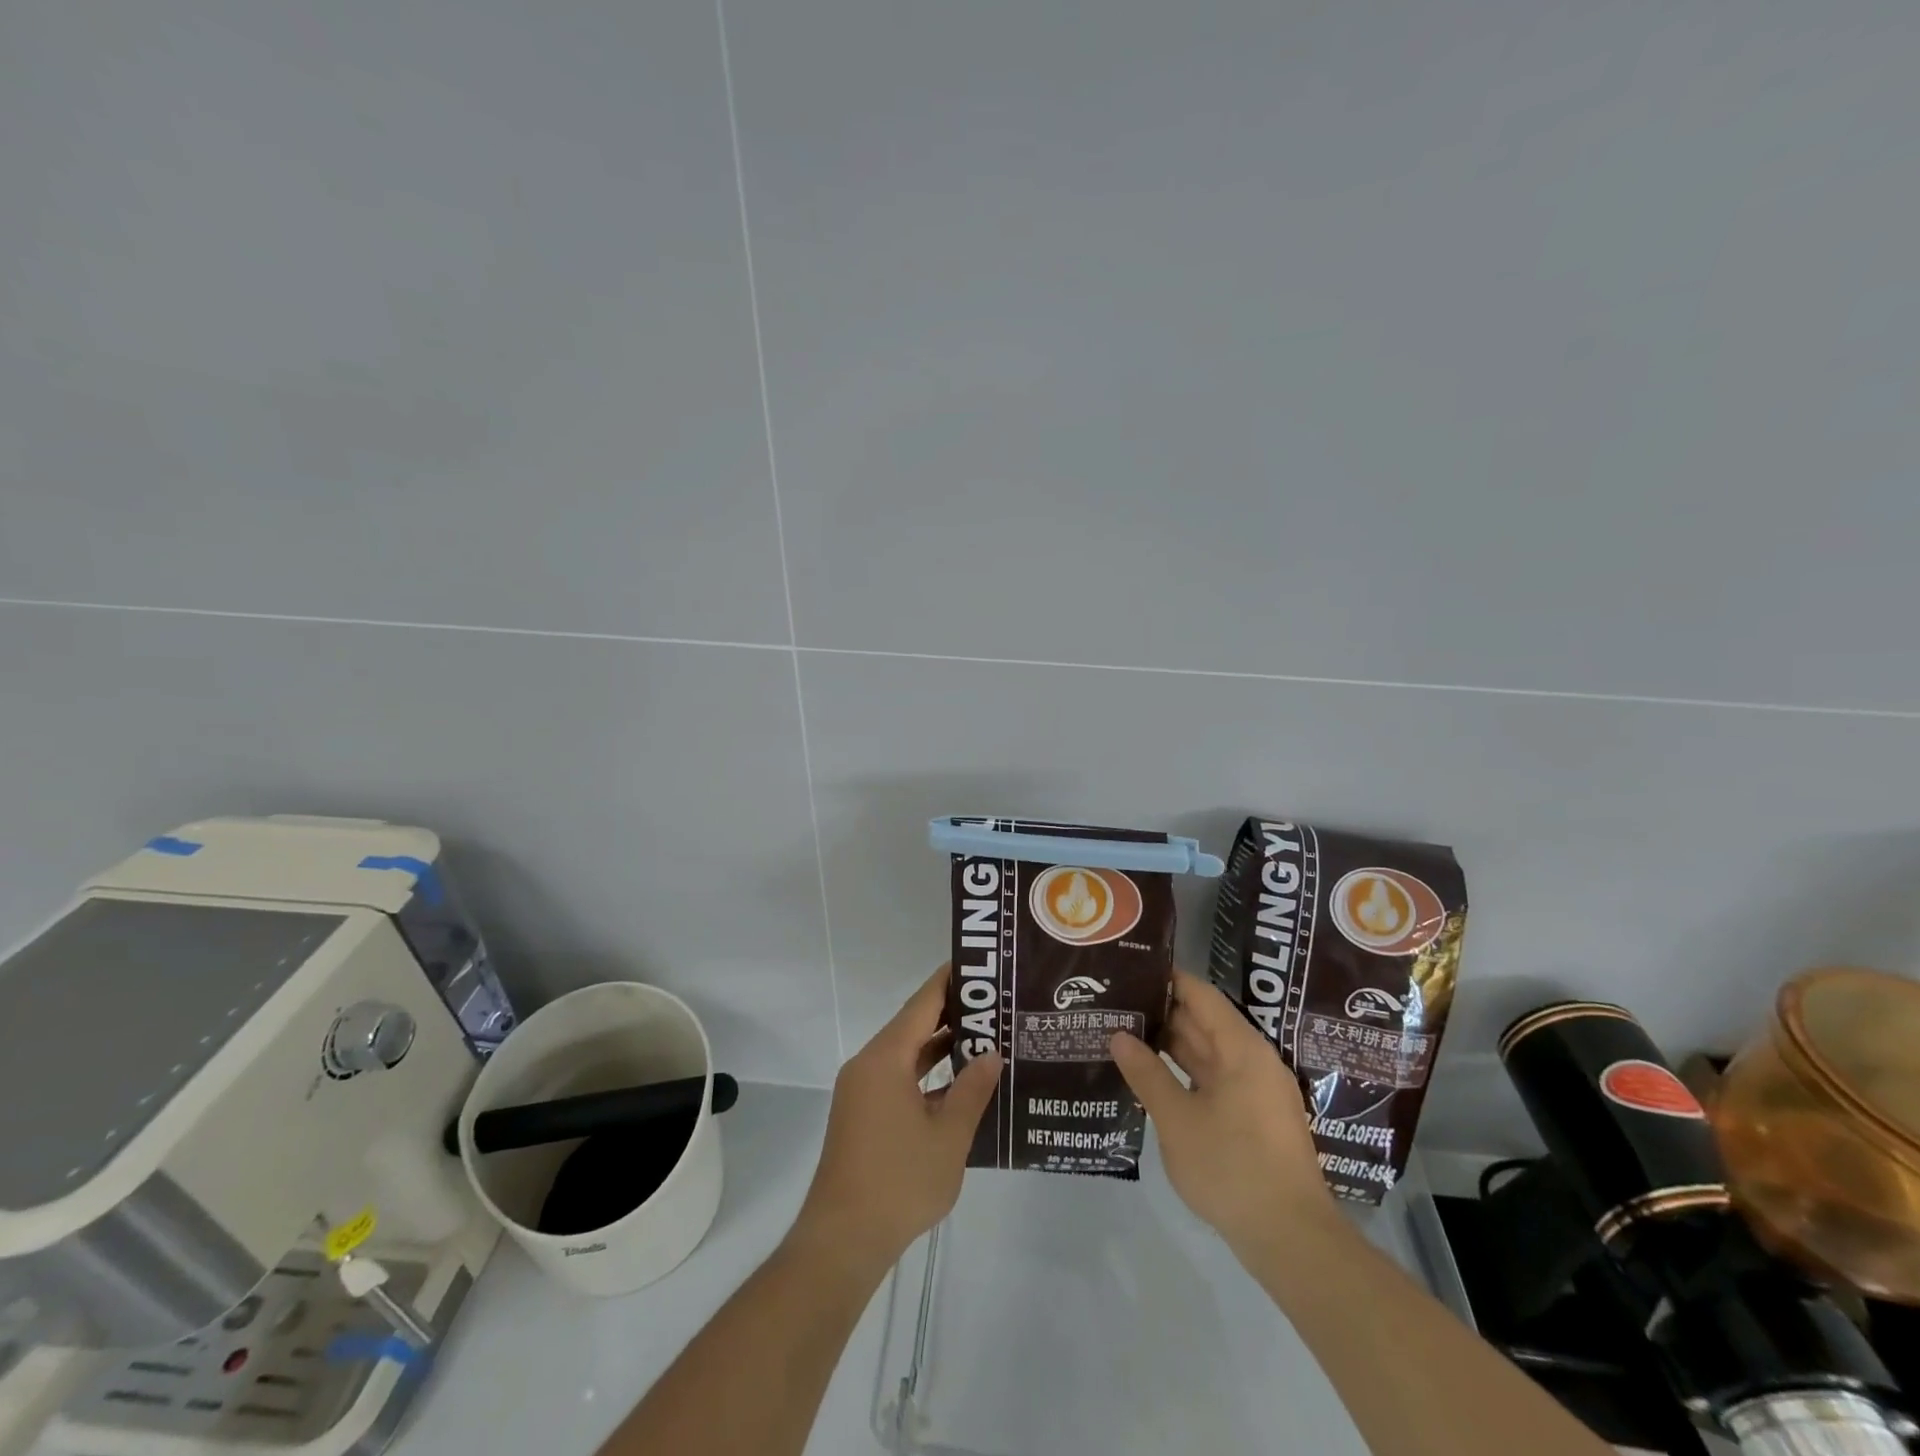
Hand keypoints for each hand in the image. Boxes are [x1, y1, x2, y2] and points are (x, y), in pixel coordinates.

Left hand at [790, 964, 1001, 1278]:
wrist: (842, 1241)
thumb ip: (973, 1089)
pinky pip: (897, 1077)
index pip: (922, 1003)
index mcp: (885, 1058)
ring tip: (985, 1036)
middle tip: (994, 1004)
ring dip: (940, 1045)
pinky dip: (925, 1073)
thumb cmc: (899, 1182)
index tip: (979, 967)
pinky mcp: (862, 1114)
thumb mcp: (949, 1136)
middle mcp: (868, 1064)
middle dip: (952, 1013)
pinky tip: (958, 1082)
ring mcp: (862, 1090)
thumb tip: (992, 1053)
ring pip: (905, 1053)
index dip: (950, 981)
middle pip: (913, 1024)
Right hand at [1111, 971, 1340, 1259]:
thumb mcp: (1177, 1119)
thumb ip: (1147, 1073)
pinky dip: (1184, 1073)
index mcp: (1241, 1049)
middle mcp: (1253, 1061)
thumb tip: (1119, 1036)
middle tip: (1116, 1004)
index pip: (1200, 995)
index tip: (1130, 971)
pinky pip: (1214, 1080)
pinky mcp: (1254, 1119)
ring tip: (1124, 1034)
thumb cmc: (1232, 1168)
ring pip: (1208, 1053)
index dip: (1167, 979)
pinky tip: (1152, 1077)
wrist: (1291, 1239)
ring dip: (1170, 1046)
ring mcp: (1256, 1092)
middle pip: (1204, 1022)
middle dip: (1161, 1013)